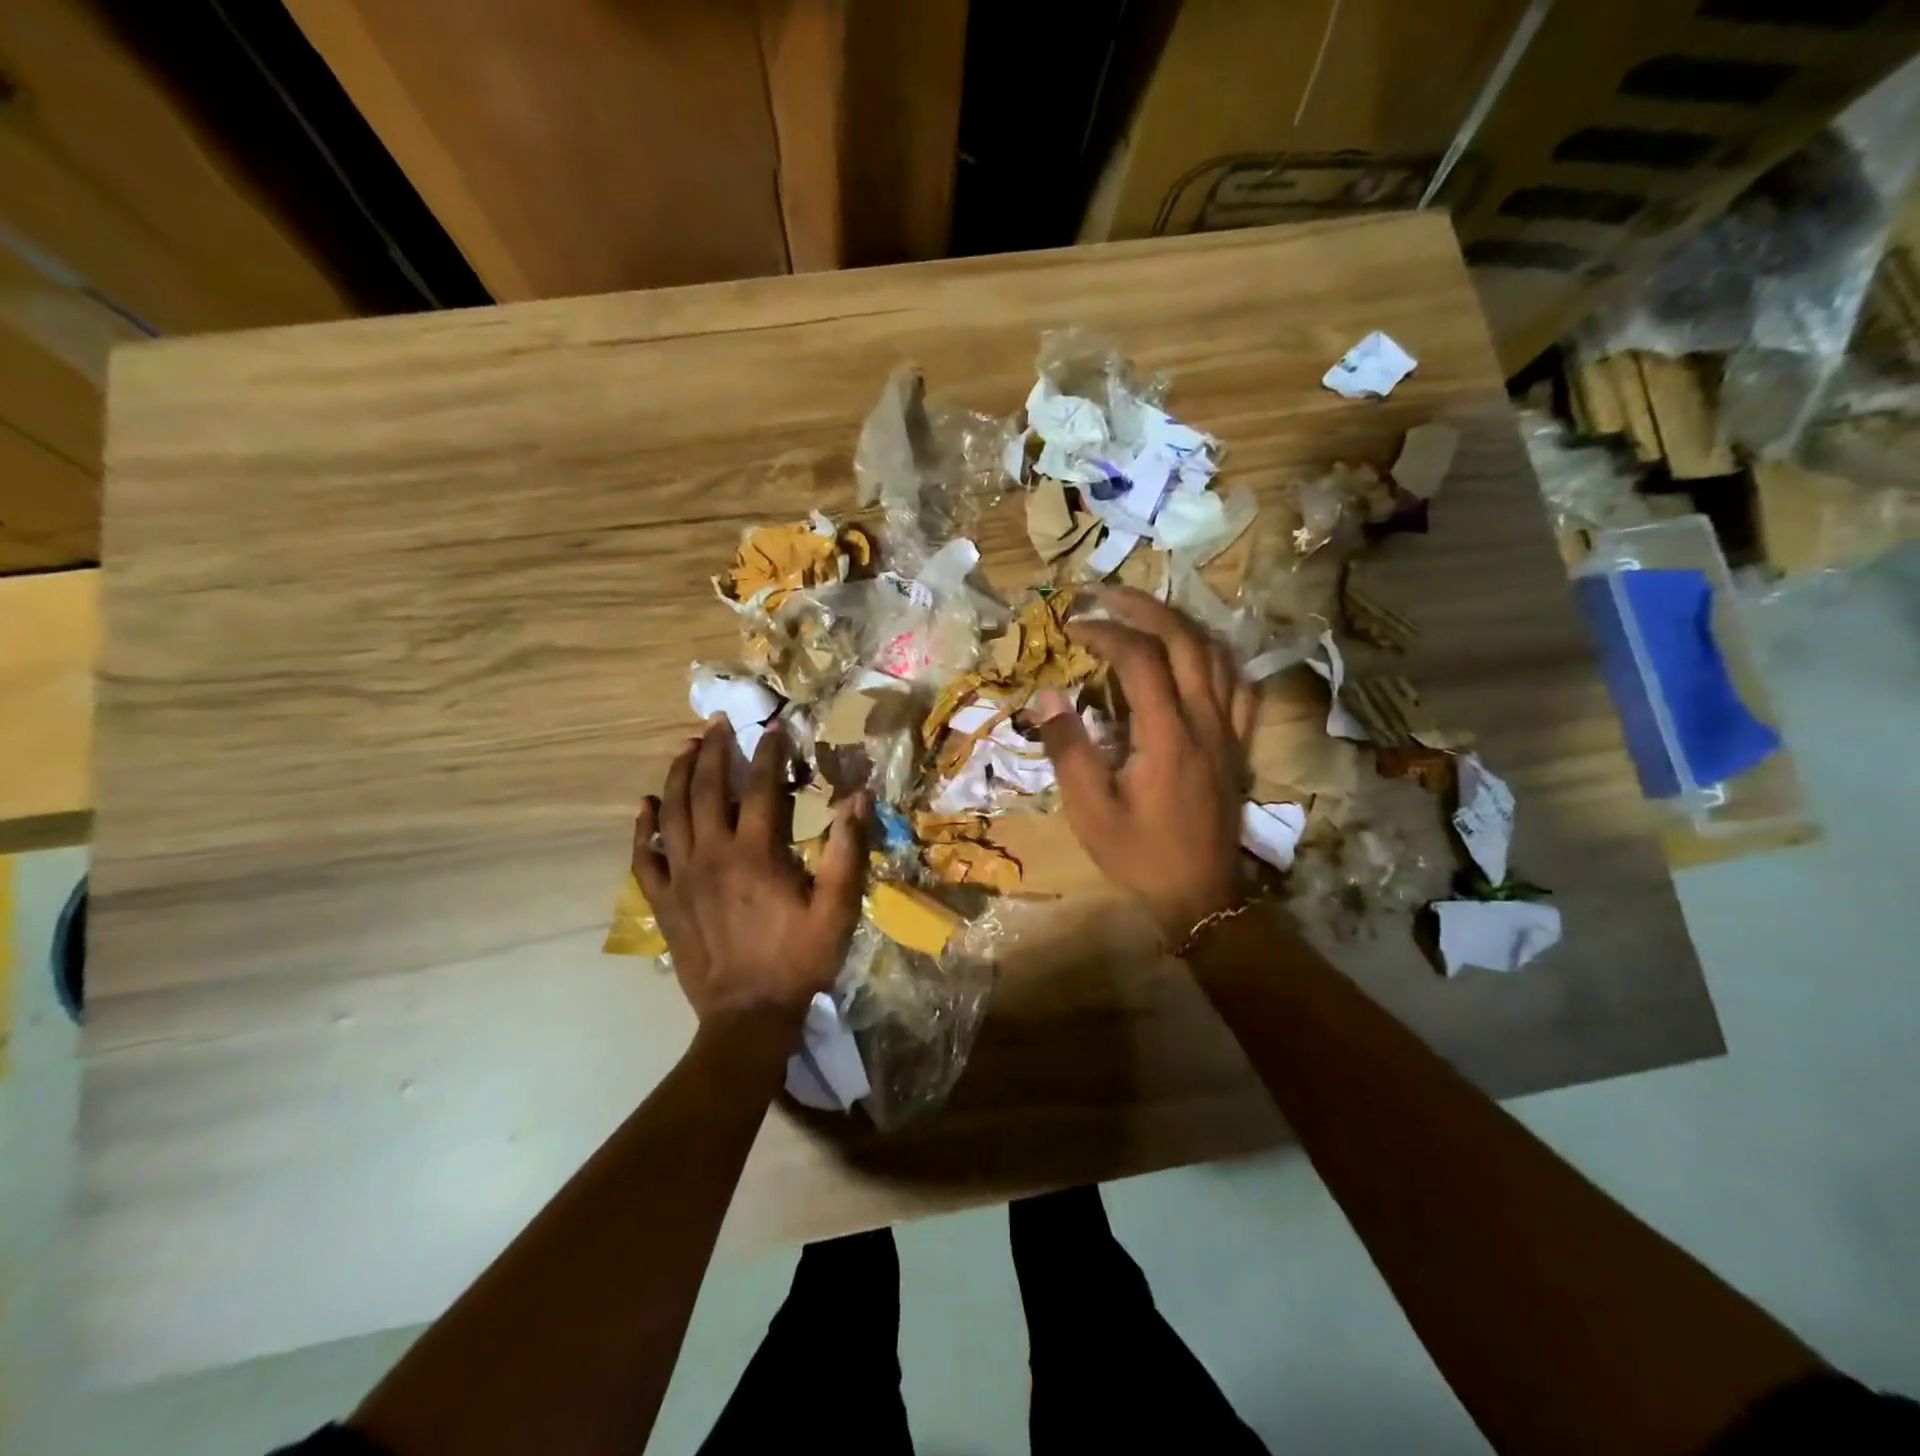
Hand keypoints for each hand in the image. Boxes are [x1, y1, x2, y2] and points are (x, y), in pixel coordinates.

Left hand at [633, 721, 867, 1028]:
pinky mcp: (665, 901)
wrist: (748, 1017)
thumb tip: (859, 797)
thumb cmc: (798, 960)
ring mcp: (682, 877)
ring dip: (678, 775)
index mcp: (756, 853)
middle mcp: (713, 854)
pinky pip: (644, 857)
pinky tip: (645, 806)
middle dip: (714, 750)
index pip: (762, 787)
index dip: (769, 752)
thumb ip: (848, 850)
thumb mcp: (837, 908)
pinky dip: (642, 828)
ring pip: (672, 812)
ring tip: (686, 748)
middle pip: (708, 789)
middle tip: (719, 723)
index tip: (775, 726)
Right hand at [1035, 587, 1254, 940]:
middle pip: (1185, 641)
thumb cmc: (1140, 853)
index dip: (1106, 632)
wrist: (1201, 894)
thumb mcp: (1090, 809)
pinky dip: (1215, 657)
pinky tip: (1196, 656)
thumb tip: (1047, 695)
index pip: (1141, 659)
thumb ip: (1068, 748)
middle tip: (1107, 595)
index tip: (1074, 629)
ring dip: (1180, 624)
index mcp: (1167, 735)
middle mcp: (1205, 721)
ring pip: (1216, 655)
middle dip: (1145, 608)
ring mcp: (1229, 730)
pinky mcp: (1238, 743)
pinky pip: (1239, 684)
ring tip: (1145, 614)